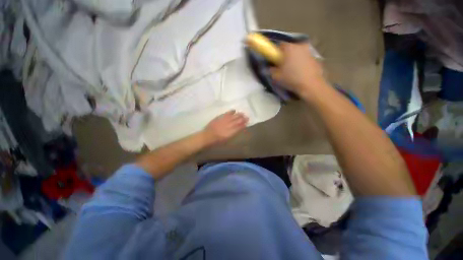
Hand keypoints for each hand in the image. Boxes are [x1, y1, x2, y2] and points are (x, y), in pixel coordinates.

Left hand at [203, 110, 248, 144]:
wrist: (207, 137)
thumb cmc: (217, 141)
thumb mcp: (227, 140)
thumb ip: (233, 134)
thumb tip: (239, 129)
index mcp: (231, 132)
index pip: (239, 127)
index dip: (244, 124)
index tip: (247, 122)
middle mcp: (229, 126)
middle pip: (237, 121)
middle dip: (243, 119)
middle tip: (247, 117)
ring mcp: (224, 121)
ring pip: (233, 116)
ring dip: (238, 115)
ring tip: (242, 113)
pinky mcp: (219, 118)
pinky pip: (226, 113)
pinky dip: (230, 112)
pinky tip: (234, 110)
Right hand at [270, 43, 327, 96]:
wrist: (310, 85)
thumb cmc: (291, 78)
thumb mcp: (277, 77)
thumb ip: (271, 71)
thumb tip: (270, 68)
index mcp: (289, 48)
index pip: (280, 45)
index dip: (276, 53)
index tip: (275, 61)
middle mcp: (300, 46)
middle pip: (290, 48)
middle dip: (286, 56)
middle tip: (283, 67)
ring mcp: (309, 51)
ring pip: (298, 53)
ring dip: (294, 59)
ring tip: (292, 71)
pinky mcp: (315, 58)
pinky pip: (305, 58)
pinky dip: (302, 63)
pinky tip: (300, 73)